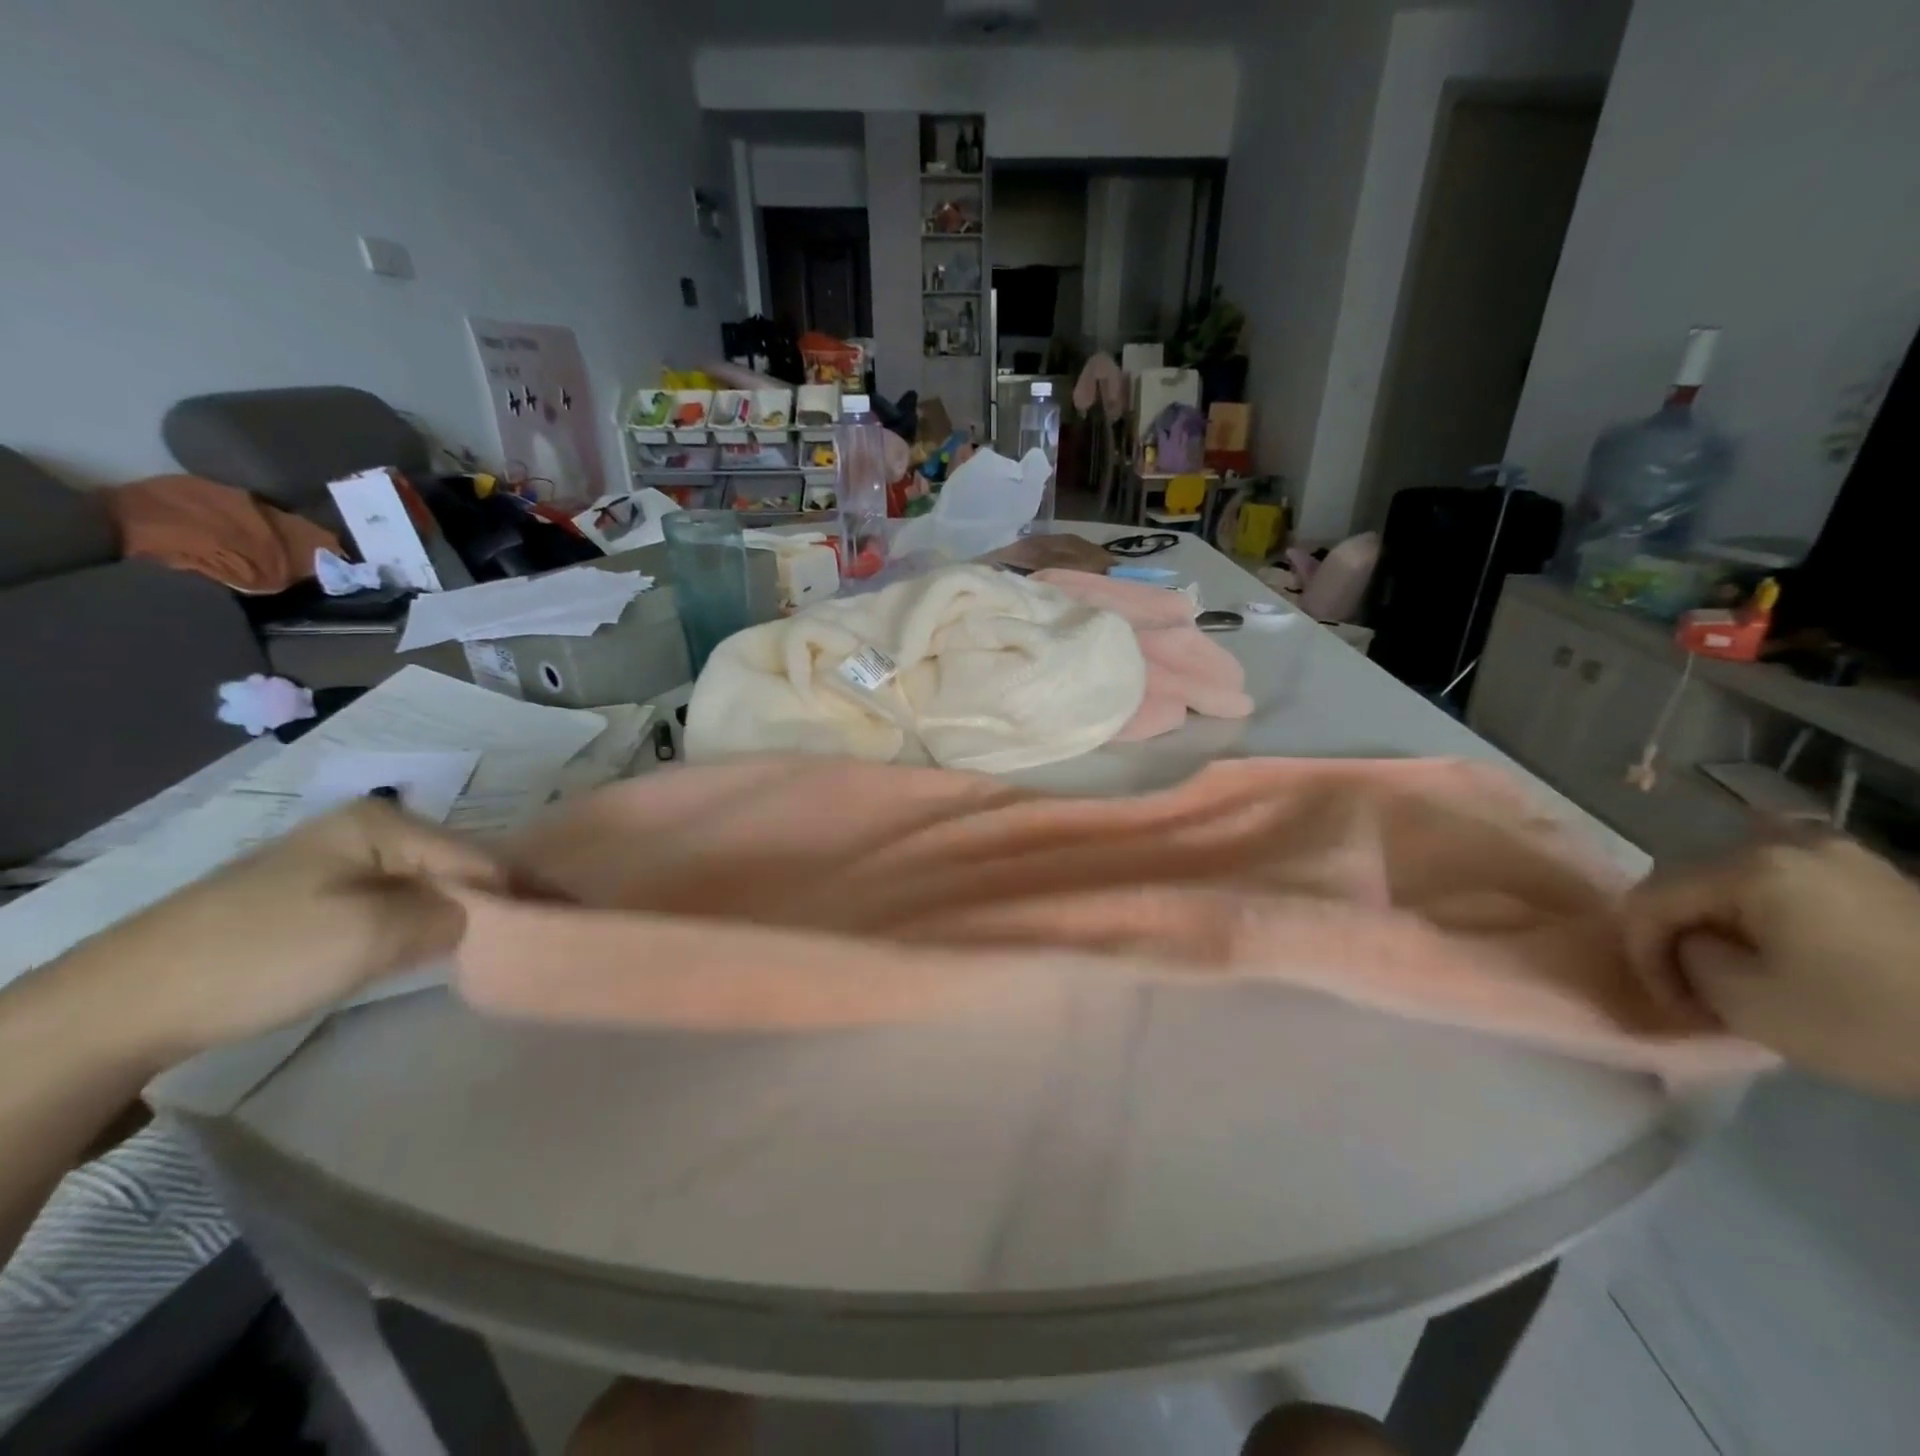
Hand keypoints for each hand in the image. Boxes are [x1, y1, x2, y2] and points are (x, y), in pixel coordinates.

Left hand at [64, 801, 504, 1066]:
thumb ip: (449, 917)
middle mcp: (364, 830)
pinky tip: (436, 946)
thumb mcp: (373, 934)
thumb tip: (483, 918)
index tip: (565, 919)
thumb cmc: (263, 955)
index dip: (523, 891)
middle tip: (535, 936)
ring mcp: (335, 862)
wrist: (124, 1003)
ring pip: (425, 887)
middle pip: (455, 866)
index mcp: (382, 821)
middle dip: (495, 900)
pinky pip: (393, 904)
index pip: (478, 857)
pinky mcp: (314, 898)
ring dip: (460, 915)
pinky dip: (422, 925)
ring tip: (498, 943)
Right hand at [1623, 834, 1919, 1094]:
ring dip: (1719, 923)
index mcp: (1747, 865)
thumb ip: (1686, 958)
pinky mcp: (1876, 875)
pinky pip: (1786, 885)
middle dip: (1678, 933)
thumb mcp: (1746, 1002)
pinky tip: (1774, 949)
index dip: (1640, 949)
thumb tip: (1686, 942)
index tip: (1664, 999)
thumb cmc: (1872, 1020)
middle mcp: (1785, 842)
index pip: (1651, 898)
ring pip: (1735, 882)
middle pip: (1689, 882)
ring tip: (1732, 969)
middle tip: (1691, 987)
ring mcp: (1839, 853)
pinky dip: (1763, 915)